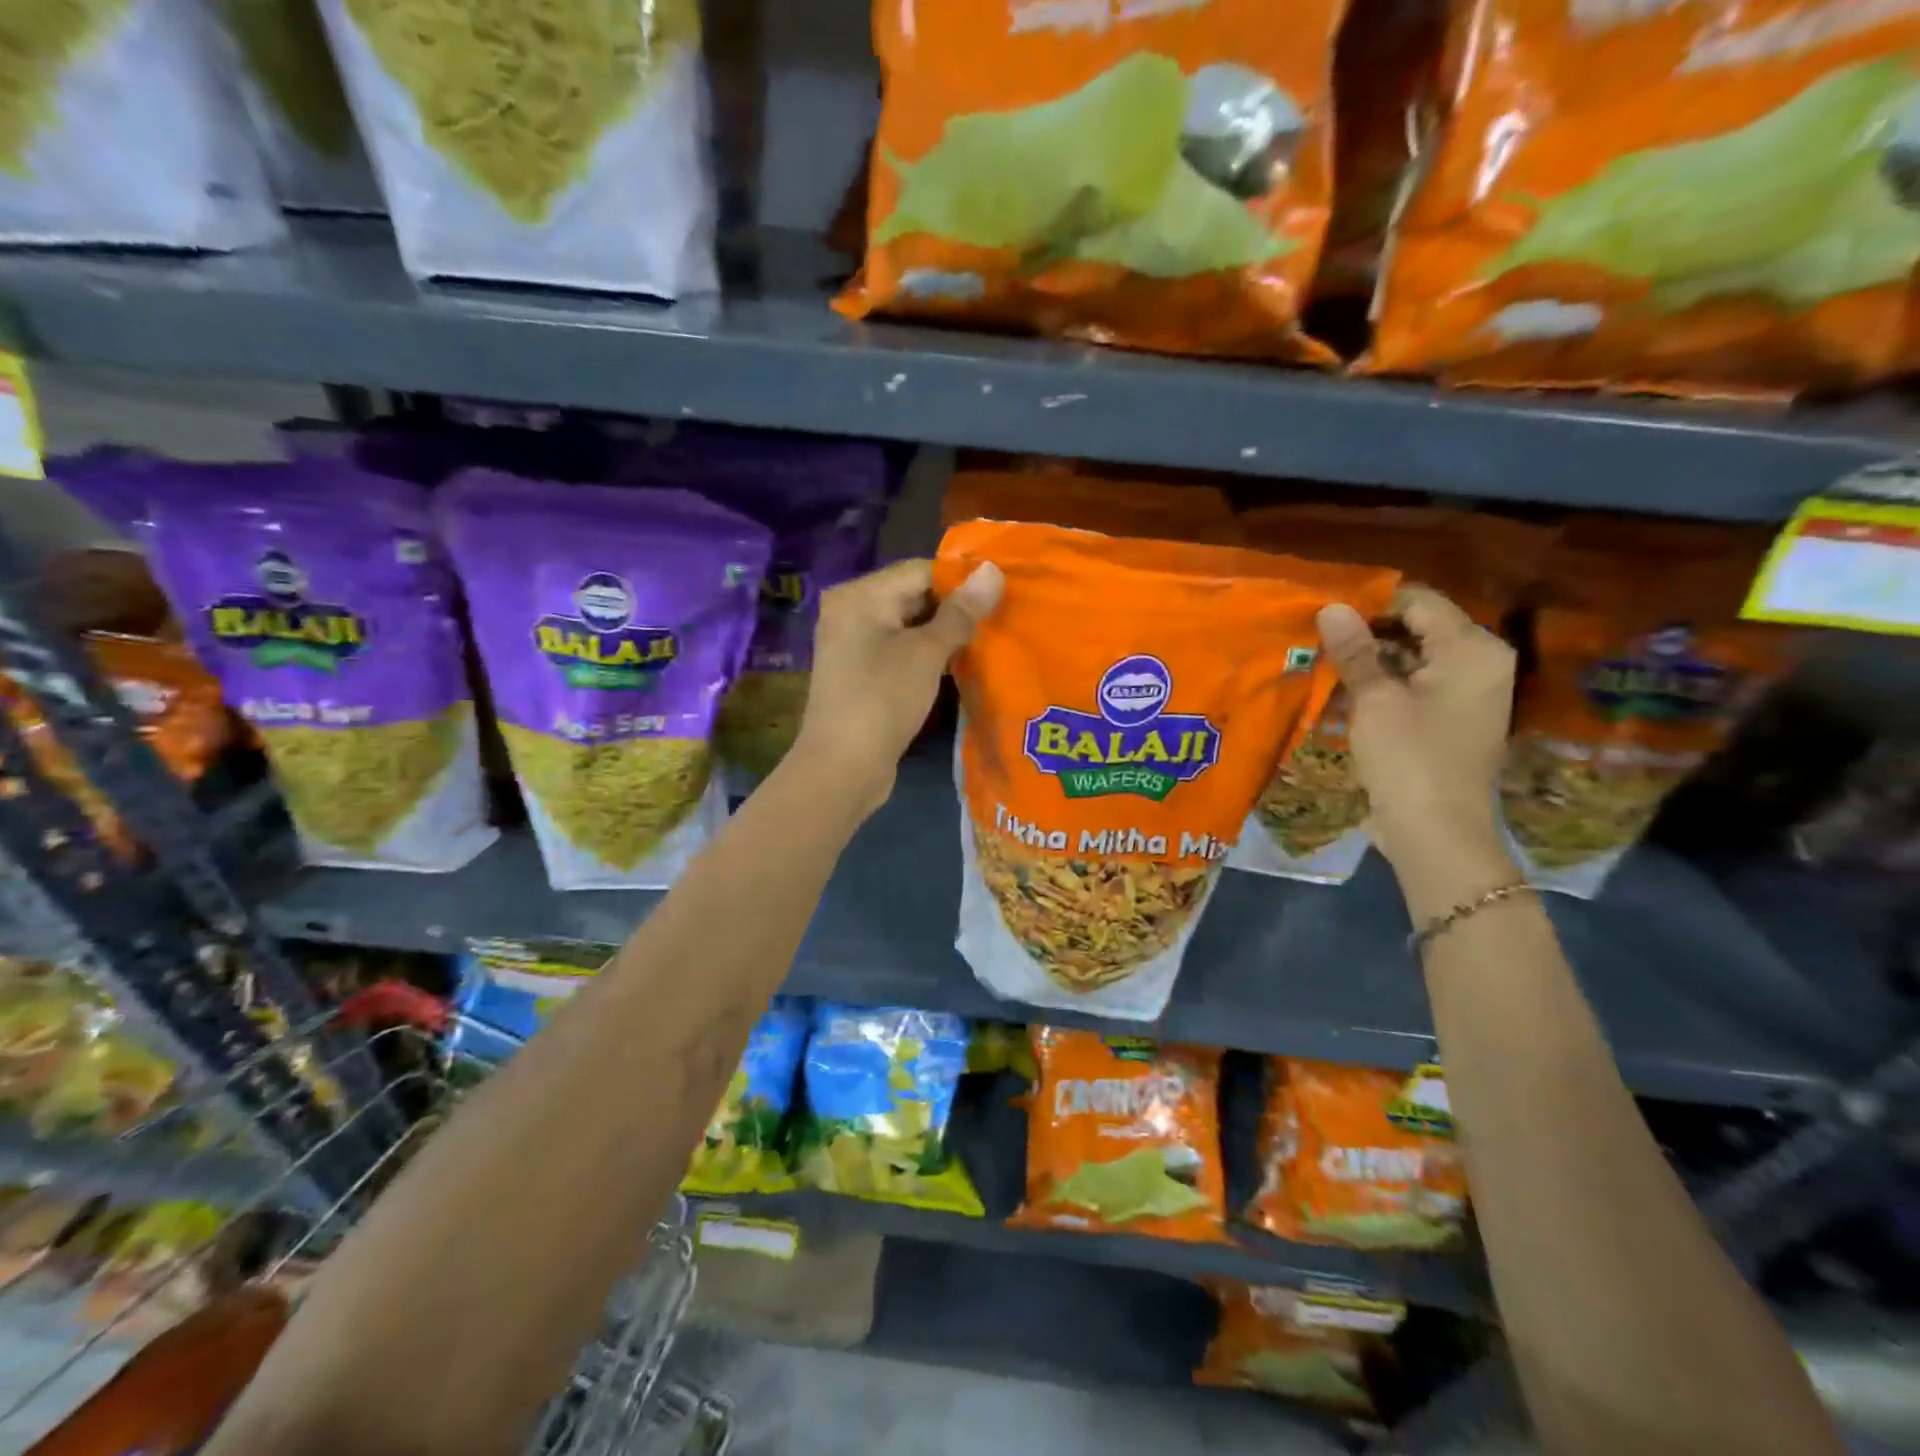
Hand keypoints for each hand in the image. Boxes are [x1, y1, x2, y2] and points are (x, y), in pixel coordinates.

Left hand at [789, 558, 1003, 816]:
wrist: (843, 768)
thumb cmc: (883, 700)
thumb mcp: (927, 653)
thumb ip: (961, 612)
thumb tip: (993, 570)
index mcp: (859, 595)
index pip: (920, 570)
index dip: (962, 581)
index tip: (1002, 594)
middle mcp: (851, 612)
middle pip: (913, 596)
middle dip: (955, 608)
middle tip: (1001, 618)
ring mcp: (853, 644)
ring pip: (909, 626)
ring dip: (945, 634)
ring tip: (989, 640)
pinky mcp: (861, 673)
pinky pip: (900, 651)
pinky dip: (927, 655)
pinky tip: (959, 664)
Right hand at [1315, 587, 1516, 890]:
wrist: (1436, 832)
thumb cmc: (1409, 758)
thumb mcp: (1375, 699)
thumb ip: (1355, 650)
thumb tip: (1331, 607)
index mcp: (1472, 649)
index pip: (1419, 601)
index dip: (1371, 602)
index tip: (1325, 611)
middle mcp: (1480, 662)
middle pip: (1419, 627)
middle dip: (1369, 630)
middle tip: (1318, 636)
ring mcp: (1469, 692)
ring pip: (1414, 656)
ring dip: (1372, 658)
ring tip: (1325, 660)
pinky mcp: (1452, 717)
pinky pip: (1416, 683)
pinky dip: (1384, 682)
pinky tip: (1346, 689)